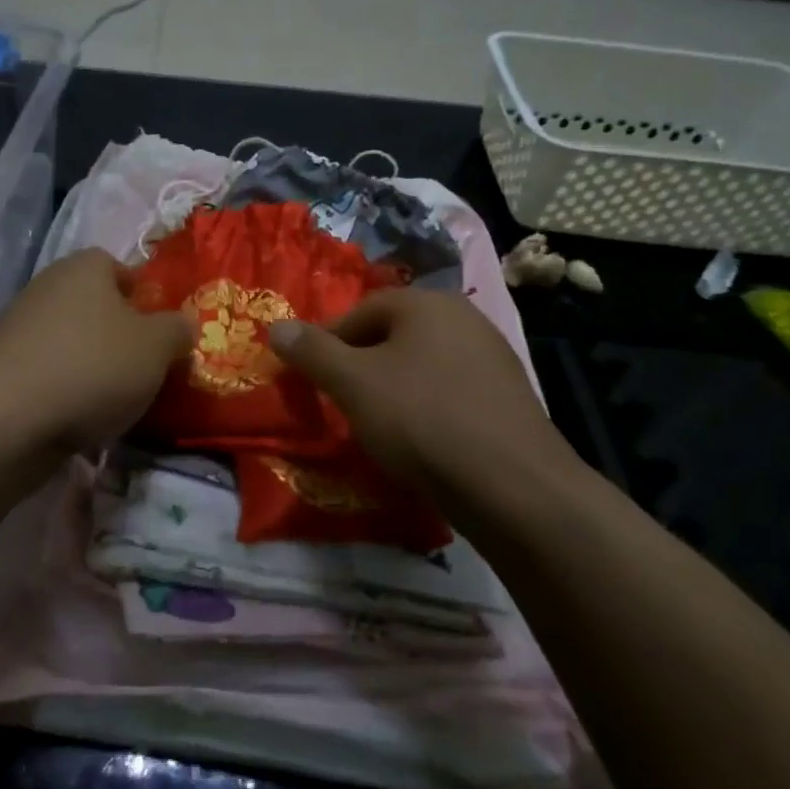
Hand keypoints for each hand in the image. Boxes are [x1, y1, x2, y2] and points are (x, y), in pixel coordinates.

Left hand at [0, 249, 192, 454]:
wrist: (5, 419)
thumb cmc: (93, 367)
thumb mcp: (157, 347)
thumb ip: (178, 330)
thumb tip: (182, 325)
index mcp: (84, 268)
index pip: (119, 266)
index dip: (143, 294)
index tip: (160, 329)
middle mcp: (47, 287)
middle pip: (95, 306)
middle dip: (120, 334)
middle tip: (145, 366)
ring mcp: (18, 328)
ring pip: (72, 342)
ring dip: (94, 365)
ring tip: (116, 400)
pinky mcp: (1, 369)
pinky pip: (49, 373)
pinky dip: (67, 390)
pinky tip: (81, 418)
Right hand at [269, 288, 580, 501]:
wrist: (512, 486)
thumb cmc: (421, 420)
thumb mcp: (353, 383)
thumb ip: (312, 351)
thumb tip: (277, 326)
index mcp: (427, 303)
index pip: (362, 310)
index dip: (329, 342)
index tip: (313, 379)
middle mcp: (465, 317)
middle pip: (394, 335)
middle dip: (362, 365)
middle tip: (343, 402)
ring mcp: (493, 357)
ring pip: (423, 364)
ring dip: (394, 387)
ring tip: (378, 425)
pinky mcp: (508, 396)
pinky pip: (451, 391)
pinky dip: (427, 407)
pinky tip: (421, 440)